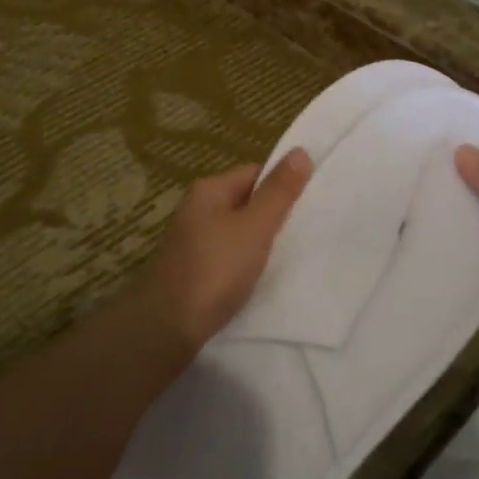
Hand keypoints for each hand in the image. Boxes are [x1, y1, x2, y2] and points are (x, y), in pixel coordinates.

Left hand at [134, 150, 312, 353]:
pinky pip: (228, 256)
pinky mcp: (193, 271)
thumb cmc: (215, 269)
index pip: (255, 173)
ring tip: (289, 255)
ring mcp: (192, 241)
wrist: (168, 326)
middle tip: (305, 231)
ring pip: (238, 232)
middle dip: (274, 215)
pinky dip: (246, 263)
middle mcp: (197, 209)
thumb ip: (279, 192)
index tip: (309, 204)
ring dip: (260, 242)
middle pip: (246, 202)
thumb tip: (300, 151)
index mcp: (209, 190)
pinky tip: (261, 277)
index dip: (283, 185)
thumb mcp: (255, 227)